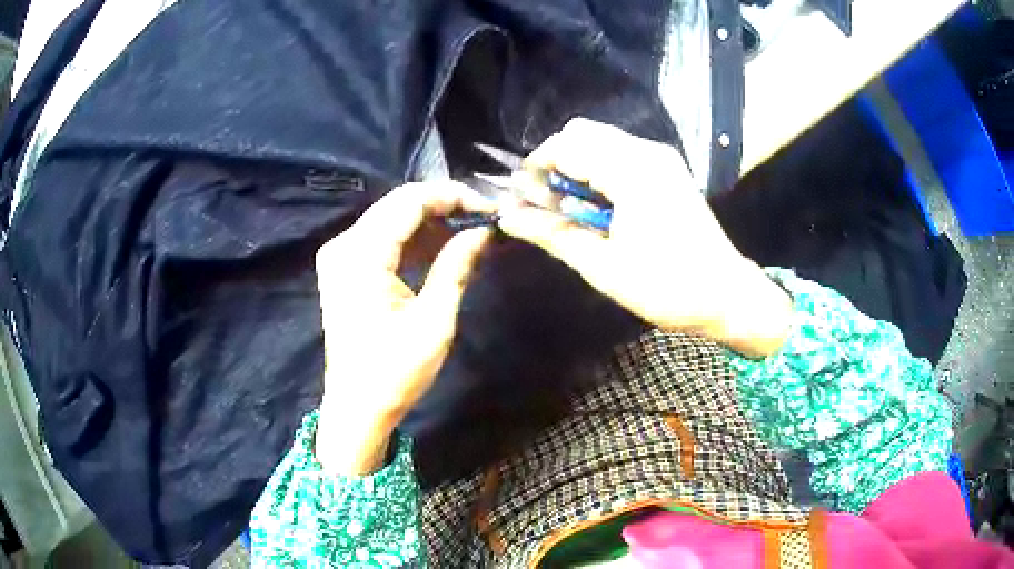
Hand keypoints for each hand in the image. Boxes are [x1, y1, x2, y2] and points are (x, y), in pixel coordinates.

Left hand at [314, 182, 492, 474]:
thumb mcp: (434, 321)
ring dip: (429, 223)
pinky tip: (440, 250)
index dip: (452, 196)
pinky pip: (381, 238)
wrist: (357, 407)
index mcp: (361, 256)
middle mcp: (343, 245)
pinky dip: (411, 240)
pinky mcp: (343, 269)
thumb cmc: (395, 372)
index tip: (489, 209)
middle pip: (398, 204)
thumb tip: (483, 231)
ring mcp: (339, 256)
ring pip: (390, 218)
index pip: (409, 202)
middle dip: (443, 206)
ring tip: (468, 235)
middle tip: (482, 220)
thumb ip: (456, 266)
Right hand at [498, 118, 792, 357]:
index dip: (535, 169)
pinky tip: (602, 205)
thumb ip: (552, 233)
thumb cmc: (665, 286)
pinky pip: (620, 152)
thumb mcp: (602, 266)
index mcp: (630, 171)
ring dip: (577, 165)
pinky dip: (599, 169)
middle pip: (581, 133)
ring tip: (574, 208)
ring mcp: (661, 157)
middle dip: (555, 162)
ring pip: (600, 139)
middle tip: (550, 205)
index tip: (523, 200)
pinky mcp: (668, 168)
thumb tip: (507, 216)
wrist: (725, 295)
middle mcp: (646, 152)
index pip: (564, 147)